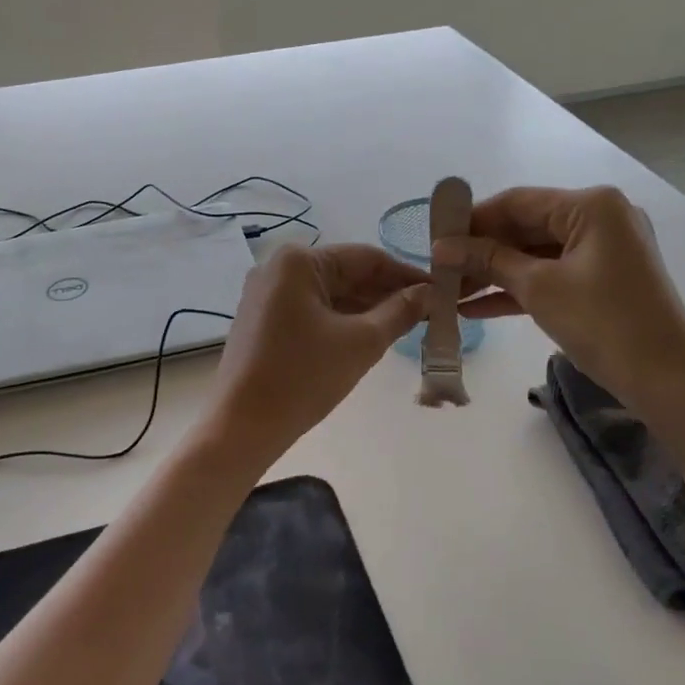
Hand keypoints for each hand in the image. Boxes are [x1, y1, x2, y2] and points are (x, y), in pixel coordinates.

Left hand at [206, 243, 428, 463]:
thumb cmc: (303, 377)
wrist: (242, 425)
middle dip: (388, 293)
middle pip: (347, 274)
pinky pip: (312, 311)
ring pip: (330, 295)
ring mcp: (266, 295)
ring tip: (407, 326)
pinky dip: (341, 321)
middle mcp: (278, 268)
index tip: (442, 291)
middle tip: (430, 313)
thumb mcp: (361, 342)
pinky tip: (370, 336)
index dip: (407, 275)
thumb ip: (400, 311)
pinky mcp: (263, 321)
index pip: (367, 258)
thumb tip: (431, 293)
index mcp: (299, 261)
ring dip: (367, 309)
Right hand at [438, 186, 684, 409]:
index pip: (518, 202)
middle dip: (481, 252)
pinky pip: (551, 276)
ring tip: (449, 293)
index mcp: (591, 206)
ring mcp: (604, 251)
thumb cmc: (602, 322)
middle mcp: (600, 218)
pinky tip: (476, 308)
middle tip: (439, 271)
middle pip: (526, 227)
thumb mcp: (539, 288)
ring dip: (494, 274)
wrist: (664, 378)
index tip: (434, 239)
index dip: (473, 220)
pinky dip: (518, 290)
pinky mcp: (602, 281)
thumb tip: (442, 247)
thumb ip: (489, 261)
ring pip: (535, 255)